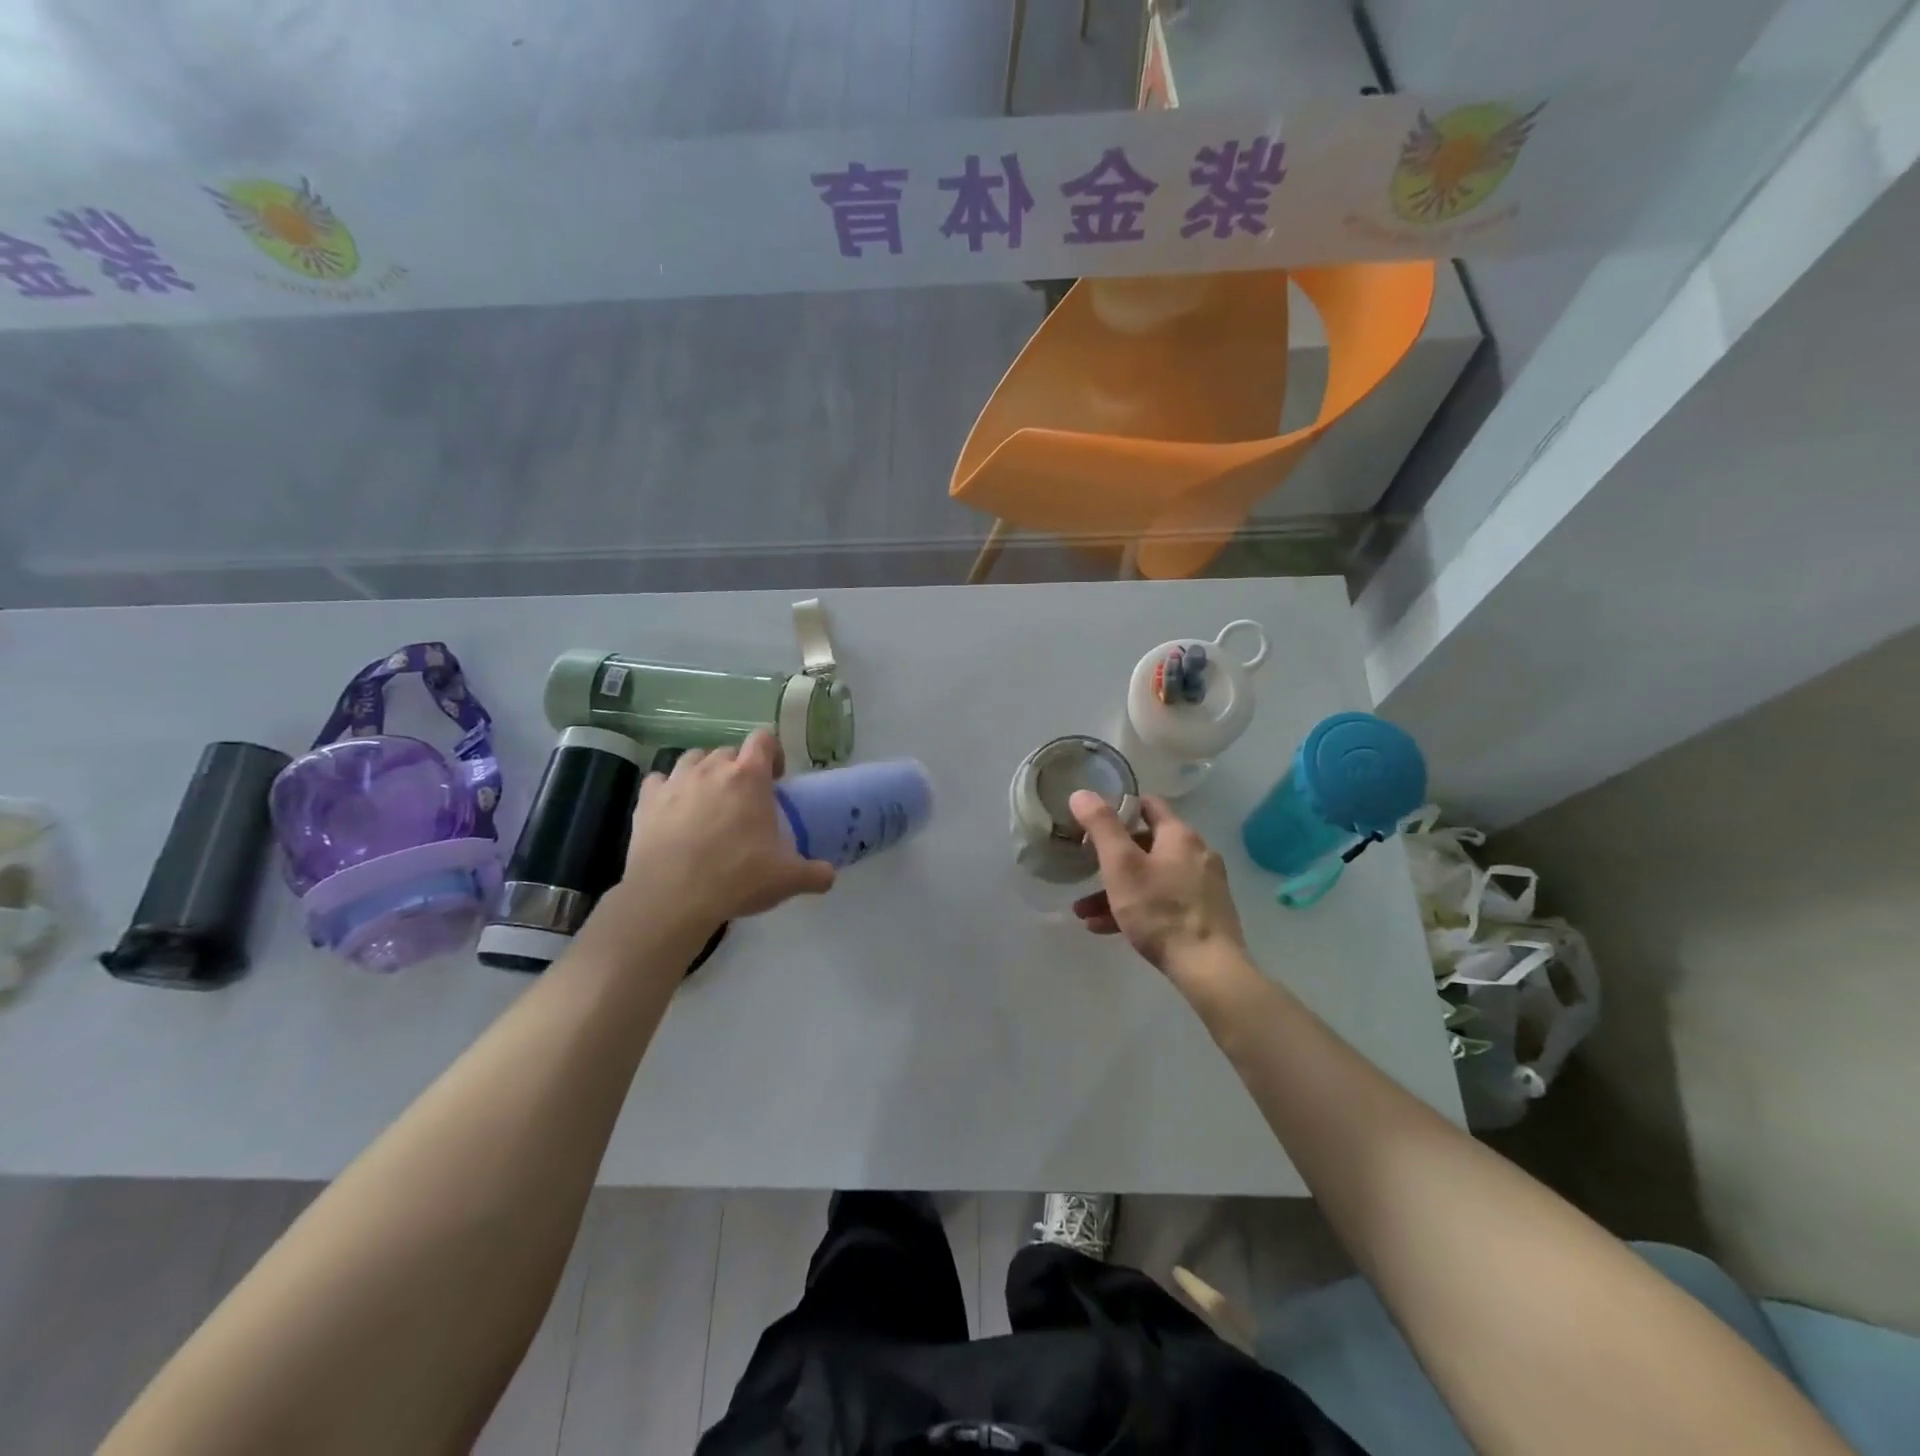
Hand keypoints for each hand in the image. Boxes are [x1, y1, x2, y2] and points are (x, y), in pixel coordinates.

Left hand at [618, 730, 834, 928]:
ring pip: (692, 759)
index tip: (775, 779)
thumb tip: (829, 876)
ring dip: (703, 772)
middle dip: (738, 768)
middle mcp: (712, 769)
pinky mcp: (646, 801)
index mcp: (749, 777)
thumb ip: (815, 873)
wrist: (672, 898)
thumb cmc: (737, 878)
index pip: (764, 739)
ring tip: (708, 800)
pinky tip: (673, 810)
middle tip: (743, 799)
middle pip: (728, 751)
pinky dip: (667, 789)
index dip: (772, 752)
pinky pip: (658, 781)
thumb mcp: (787, 879)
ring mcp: (675, 782)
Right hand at [1069, 791, 1245, 977]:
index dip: (1119, 808)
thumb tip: (1082, 792)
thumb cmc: (1160, 910)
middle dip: (1111, 859)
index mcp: (1179, 835)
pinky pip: (1163, 901)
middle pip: (1147, 845)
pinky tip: (1106, 928)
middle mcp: (1196, 854)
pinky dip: (1136, 908)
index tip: (1093, 822)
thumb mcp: (1121, 865)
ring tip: (1084, 912)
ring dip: (1118, 890)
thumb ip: (1101, 826)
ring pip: (1152, 877)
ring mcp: (1204, 885)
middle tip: (1085, 871)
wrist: (1208, 968)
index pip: (1148, 805)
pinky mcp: (1205, 914)